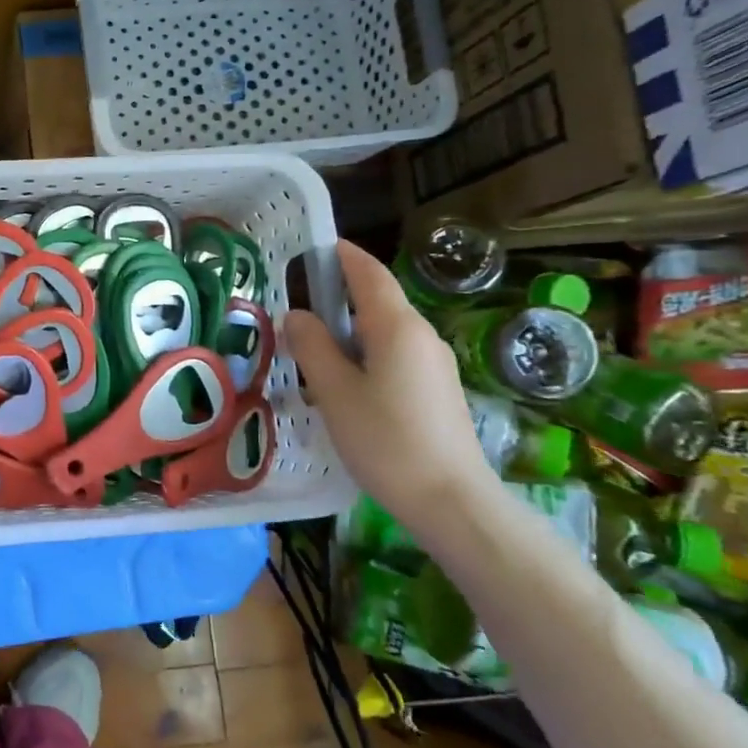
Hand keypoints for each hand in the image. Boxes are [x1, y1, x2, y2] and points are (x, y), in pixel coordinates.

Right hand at [284, 241, 495, 532]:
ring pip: (383, 333)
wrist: (451, 500)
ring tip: (311, 352)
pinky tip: (343, 386)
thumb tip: (297, 315)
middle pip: (377, 302)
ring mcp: (433, 364)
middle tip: (296, 308)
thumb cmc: (386, 440)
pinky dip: (364, 356)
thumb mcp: (335, 392)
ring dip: (348, 333)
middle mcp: (421, 336)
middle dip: (338, 297)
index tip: (315, 246)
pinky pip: (394, 357)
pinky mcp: (436, 391)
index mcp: (397, 327)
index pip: (368, 273)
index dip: (342, 255)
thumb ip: (312, 347)